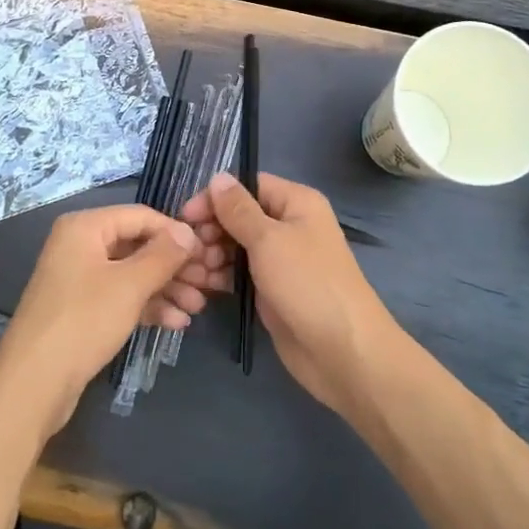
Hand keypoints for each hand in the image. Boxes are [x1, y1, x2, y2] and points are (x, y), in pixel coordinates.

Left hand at [0, 205, 207, 440]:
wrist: (34, 384)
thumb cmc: (83, 321)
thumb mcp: (129, 285)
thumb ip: (163, 255)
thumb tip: (189, 231)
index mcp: (85, 227)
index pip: (140, 216)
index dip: (175, 233)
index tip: (208, 253)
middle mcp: (80, 245)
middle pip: (137, 245)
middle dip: (174, 265)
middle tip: (209, 283)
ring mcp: (80, 278)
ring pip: (132, 274)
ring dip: (166, 288)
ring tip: (198, 307)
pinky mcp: (82, 309)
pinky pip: (121, 297)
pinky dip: (147, 306)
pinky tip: (177, 323)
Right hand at [183, 172, 404, 415]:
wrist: (343, 352)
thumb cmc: (308, 284)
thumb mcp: (268, 239)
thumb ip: (238, 209)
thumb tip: (218, 177)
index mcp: (296, 203)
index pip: (248, 186)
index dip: (216, 197)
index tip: (186, 217)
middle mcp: (289, 225)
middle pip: (239, 216)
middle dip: (211, 229)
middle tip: (191, 250)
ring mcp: (280, 259)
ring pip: (236, 245)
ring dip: (212, 254)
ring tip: (194, 272)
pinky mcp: (272, 290)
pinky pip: (240, 272)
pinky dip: (222, 275)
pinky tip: (203, 285)